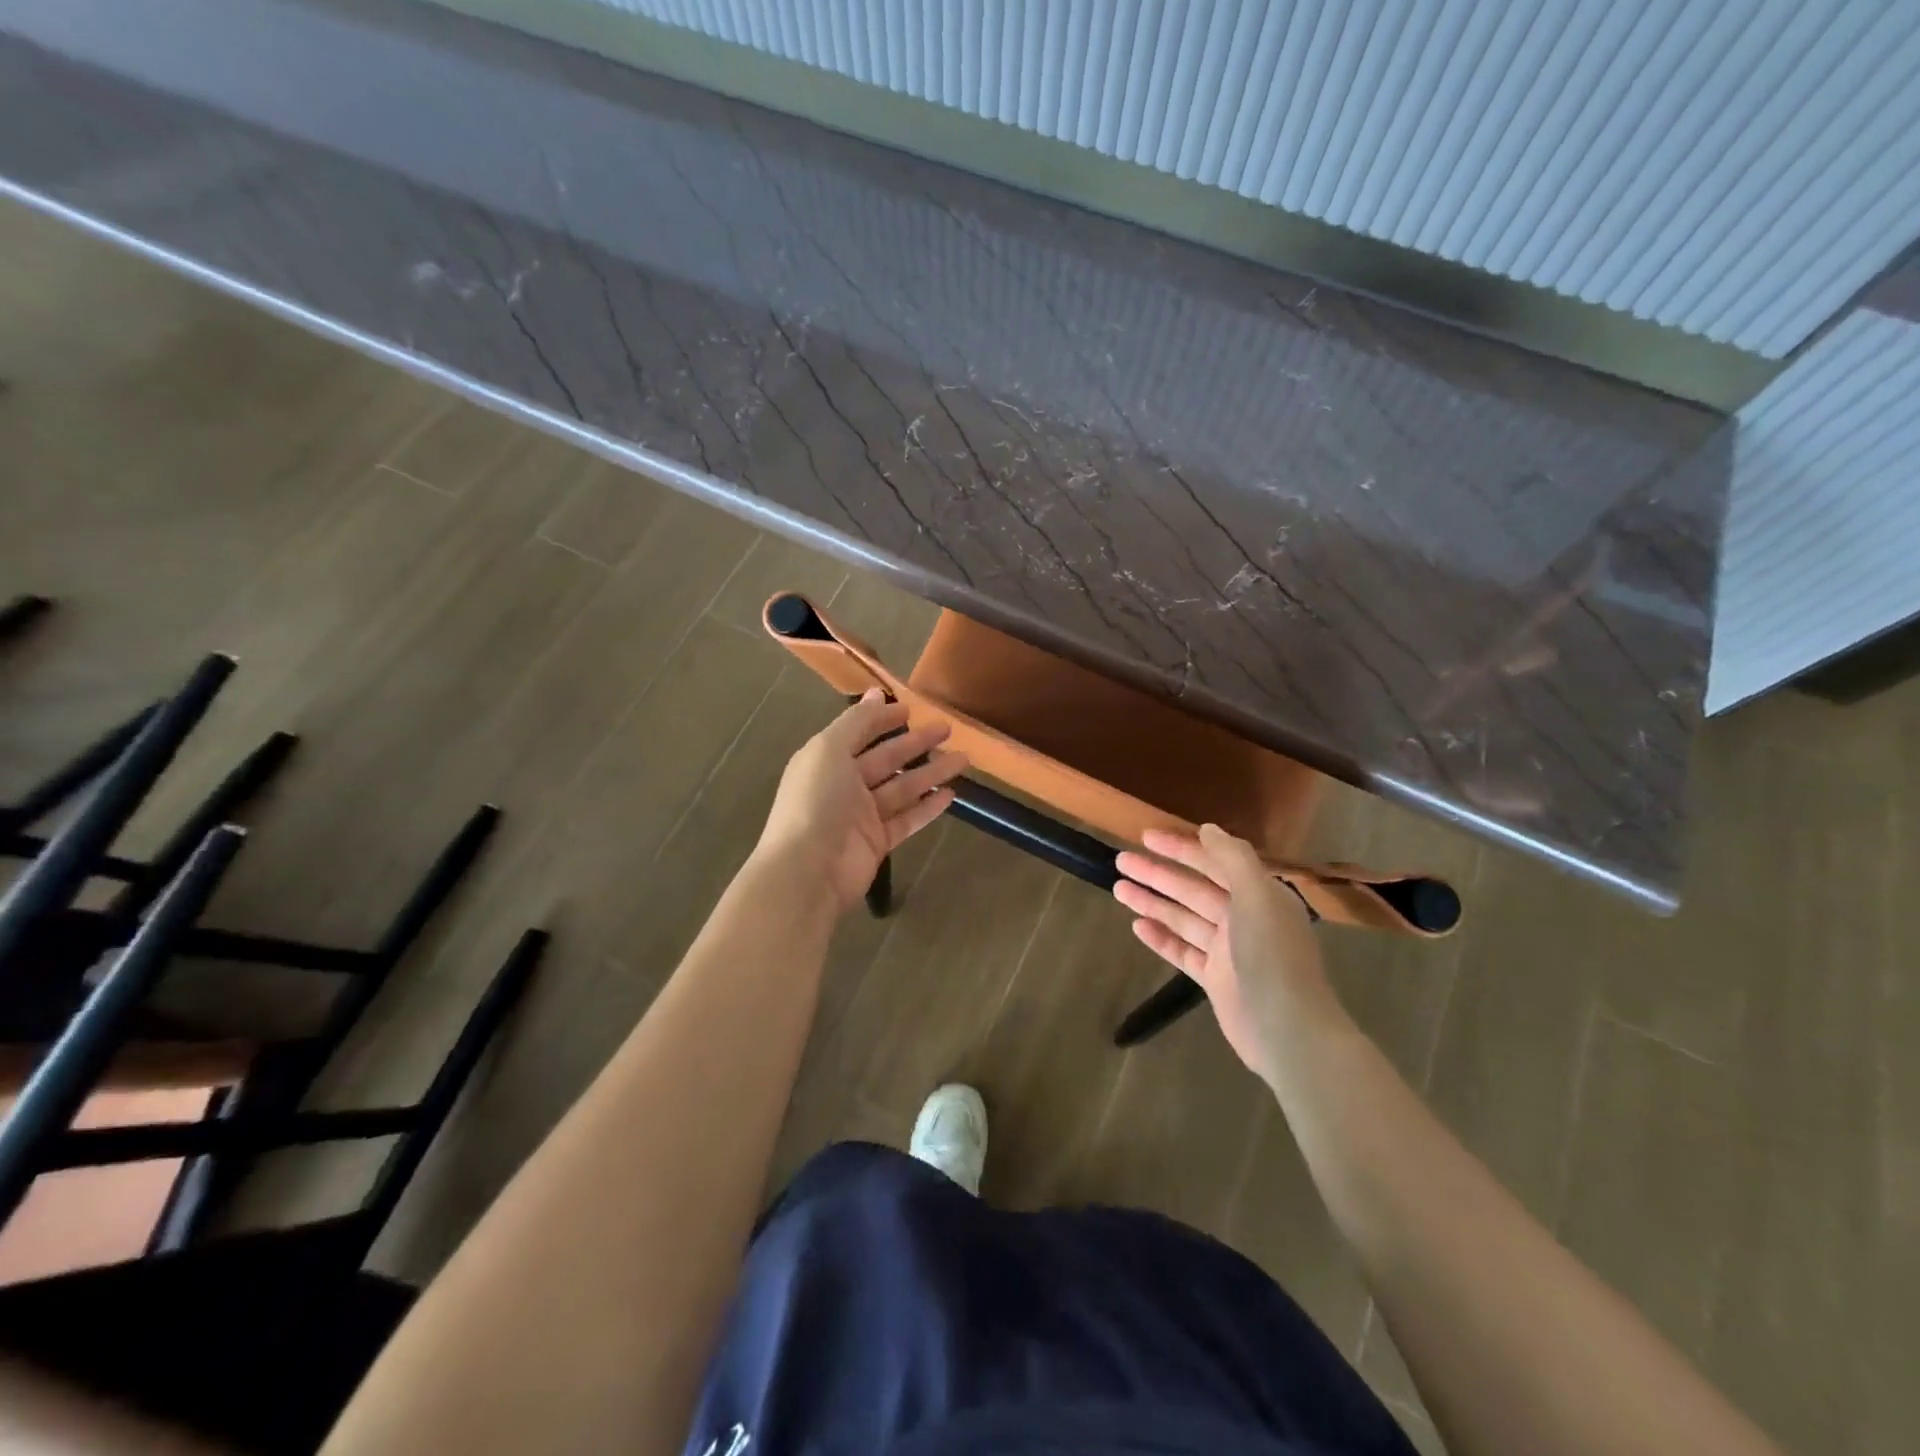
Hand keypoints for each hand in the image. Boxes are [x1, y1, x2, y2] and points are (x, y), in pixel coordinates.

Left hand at [754, 690, 965, 912]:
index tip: (913, 708)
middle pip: (886, 759)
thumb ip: (856, 722)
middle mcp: (844, 785)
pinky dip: (927, 807)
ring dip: (931, 773)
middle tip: (949, 730)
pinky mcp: (878, 842)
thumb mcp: (830, 750)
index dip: (883, 719)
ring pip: (902, 788)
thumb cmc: (817, 802)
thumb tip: (875, 693)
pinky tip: (950, 795)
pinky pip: (907, 820)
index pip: (859, 732)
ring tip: (963, 760)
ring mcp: (862, 816)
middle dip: (916, 743)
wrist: (808, 871)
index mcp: (827, 759)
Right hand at [1114, 824, 1345, 1082]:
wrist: (1287, 1031)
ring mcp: (1228, 951)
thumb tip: (1208, 829)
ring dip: (1152, 902)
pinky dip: (1161, 938)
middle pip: (1193, 889)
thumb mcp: (1257, 897)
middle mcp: (1243, 918)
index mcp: (1258, 895)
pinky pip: (1182, 950)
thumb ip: (1233, 859)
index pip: (1214, 862)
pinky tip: (1137, 926)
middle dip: (1157, 874)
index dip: (1181, 848)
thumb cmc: (1272, 957)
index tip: (1146, 837)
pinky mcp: (1215, 979)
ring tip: (1118, 888)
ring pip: (1183, 918)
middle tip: (1120, 860)